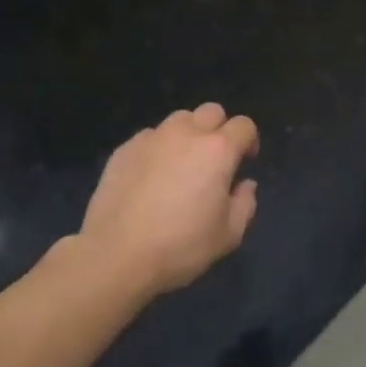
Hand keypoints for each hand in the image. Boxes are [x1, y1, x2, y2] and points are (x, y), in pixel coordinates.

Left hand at [78, 103, 259, 298]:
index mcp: (218, 151)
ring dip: (188, 134)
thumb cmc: (181, 246)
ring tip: (181, 164)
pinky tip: (151, 176)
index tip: (244, 163)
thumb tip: (245, 184)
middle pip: (211, 111)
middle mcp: (186, 134)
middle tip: (214, 160)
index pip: (244, 126)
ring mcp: (151, 138)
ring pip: (179, 119)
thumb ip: (245, 204)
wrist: (116, 254)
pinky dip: (158, 148)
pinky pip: (150, 136)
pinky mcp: (124, 149)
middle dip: (219, 129)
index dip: (249, 141)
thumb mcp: (228, 235)